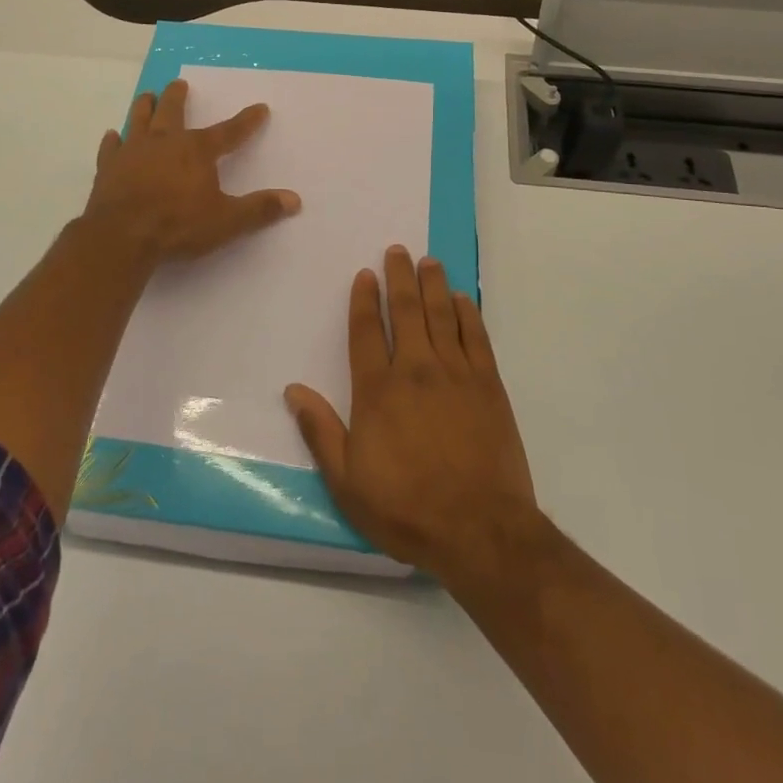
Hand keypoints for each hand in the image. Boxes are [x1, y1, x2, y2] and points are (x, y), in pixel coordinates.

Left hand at [81, 78, 300, 267]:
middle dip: (179, 96)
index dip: (247, 121)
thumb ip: (259, 209)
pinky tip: (112, 135)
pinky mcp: (108, 167)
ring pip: (139, 119)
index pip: (230, 132)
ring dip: (145, 106)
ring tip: (148, 95)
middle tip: (180, 83)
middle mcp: (165, 142)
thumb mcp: (226, 221)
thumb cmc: (178, 225)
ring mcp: (133, 151)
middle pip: (173, 111)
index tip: (260, 108)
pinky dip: (113, 141)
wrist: (121, 236)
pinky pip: (111, 147)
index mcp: (197, 150)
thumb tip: (294, 200)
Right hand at [285, 247, 541, 587]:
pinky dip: (468, 313)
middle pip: (405, 311)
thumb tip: (293, 390)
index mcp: (378, 390)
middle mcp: (415, 370)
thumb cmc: (407, 509)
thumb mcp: (348, 483)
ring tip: (428, 261)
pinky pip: (476, 337)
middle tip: (398, 251)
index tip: (365, 274)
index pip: (366, 332)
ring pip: (441, 315)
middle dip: (399, 277)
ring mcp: (455, 374)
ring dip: (433, 285)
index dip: (363, 300)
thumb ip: (321, 432)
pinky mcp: (488, 385)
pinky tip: (462, 299)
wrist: (480, 531)